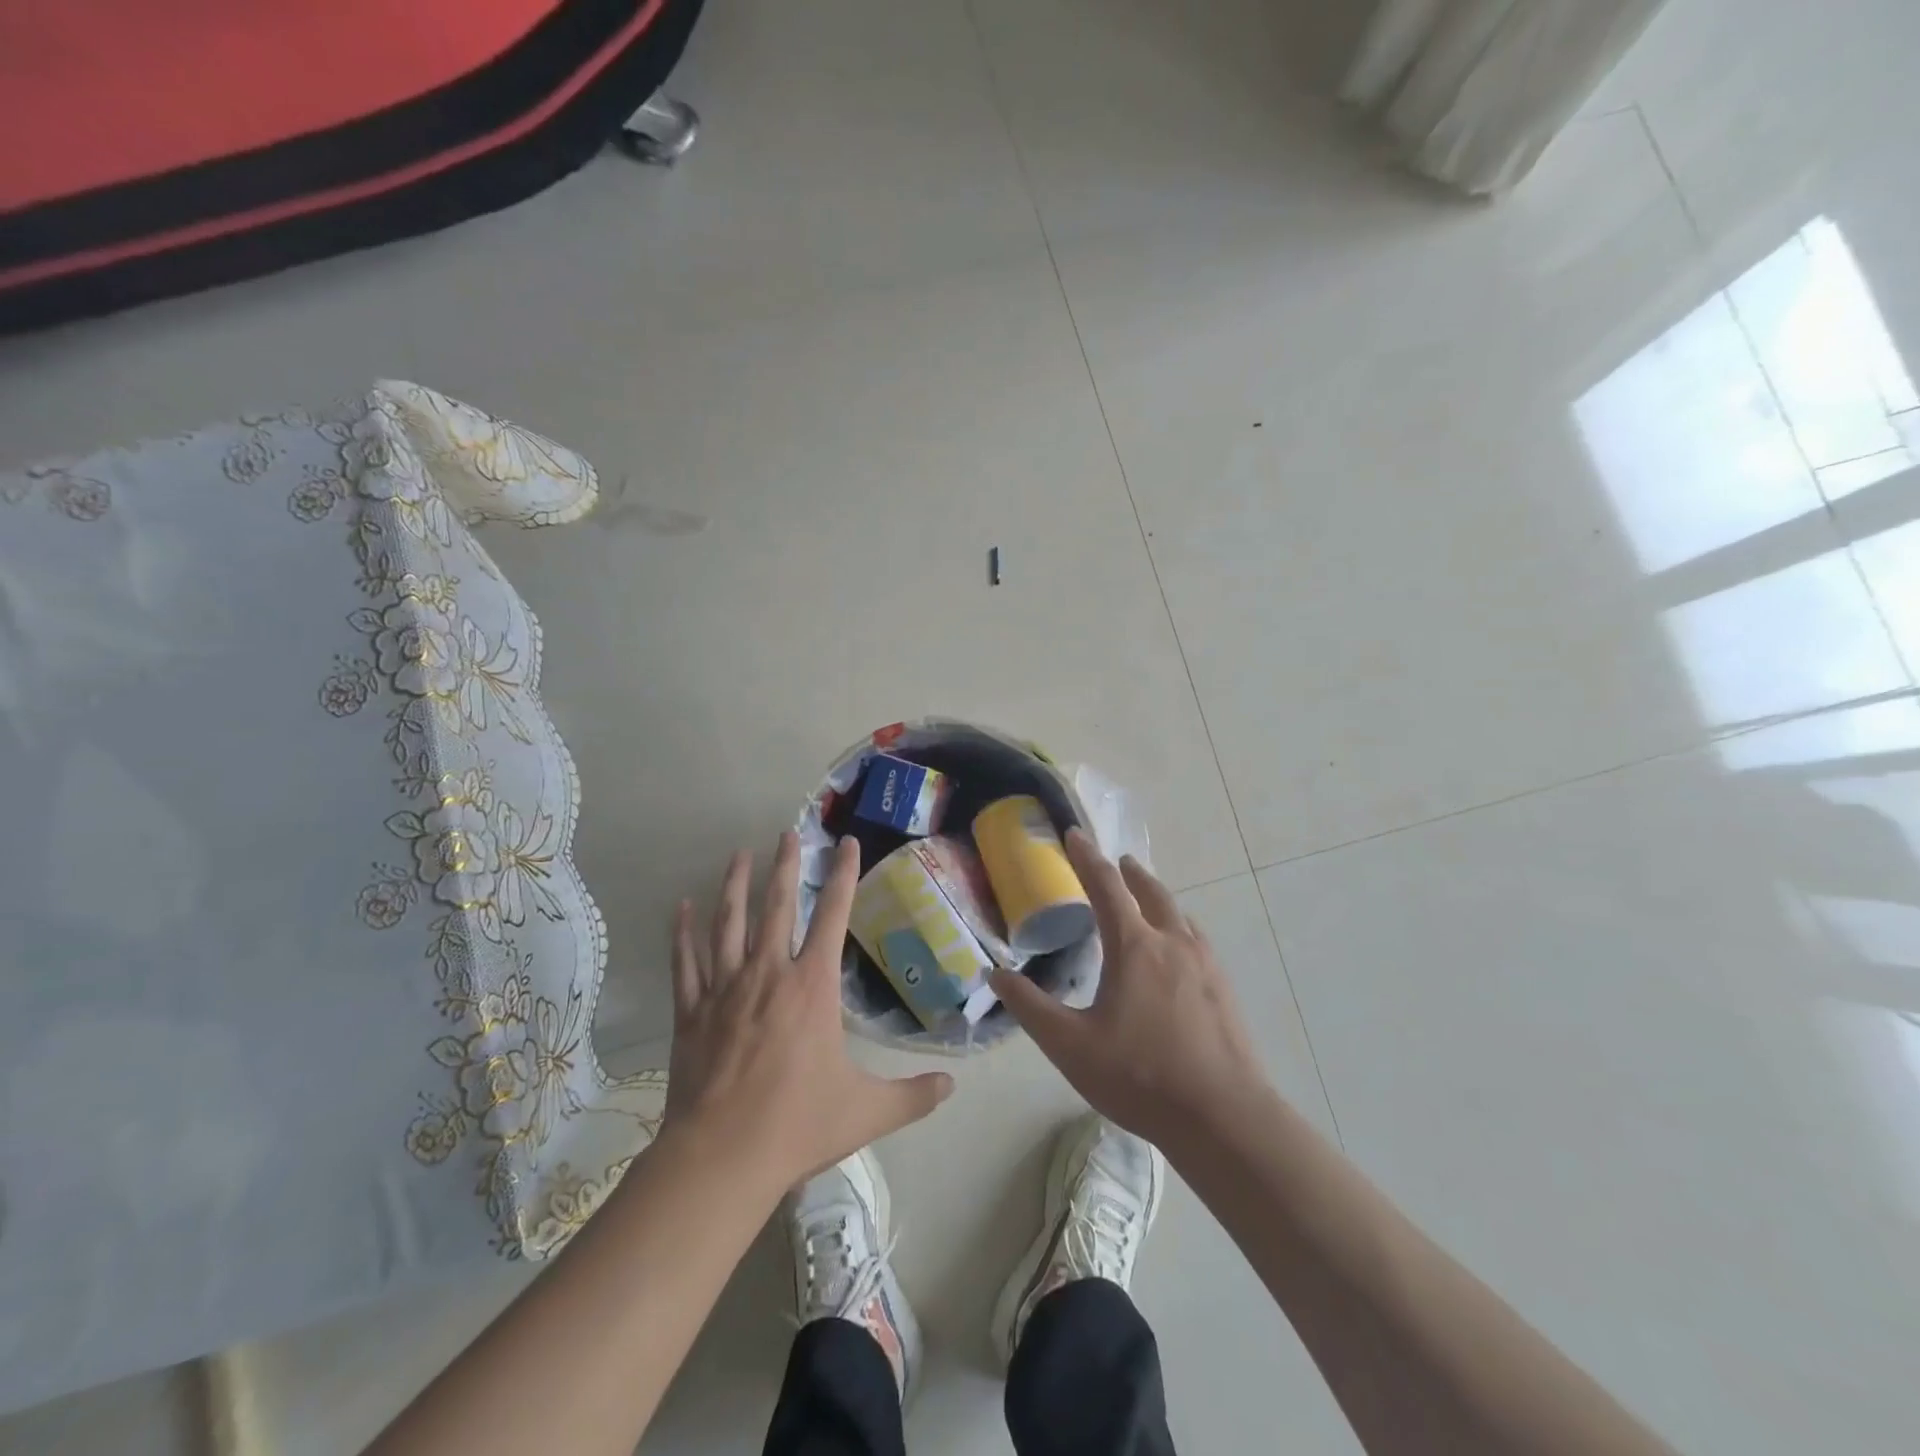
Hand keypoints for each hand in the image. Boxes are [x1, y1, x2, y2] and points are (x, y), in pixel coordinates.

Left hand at [662, 831, 953, 1195]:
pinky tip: (681, 907)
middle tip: (787, 833)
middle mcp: (768, 974)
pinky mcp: (691, 1011)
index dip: (843, 875)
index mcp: (812, 986)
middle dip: (784, 866)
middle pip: (777, 907)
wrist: (722, 1158)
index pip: (833, 915)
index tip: (846, 843)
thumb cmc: (798, 1125)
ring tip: (738, 854)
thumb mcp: (867, 1111)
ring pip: (728, 924)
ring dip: (734, 885)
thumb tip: (952, 1086)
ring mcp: (725, 989)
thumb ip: (913, 1096)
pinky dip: (683, 932)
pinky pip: (687, 962)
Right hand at [990, 829, 1271, 1153]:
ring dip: (1156, 896)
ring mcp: (1204, 963)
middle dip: (1128, 872)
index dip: (1086, 857)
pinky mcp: (1223, 987)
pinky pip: (1195, 938)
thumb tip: (996, 973)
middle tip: (1115, 863)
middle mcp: (1172, 942)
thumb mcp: (1070, 1046)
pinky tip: (1177, 948)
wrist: (1223, 1118)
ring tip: (1144, 898)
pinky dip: (1178, 925)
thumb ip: (1030, 1006)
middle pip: (1149, 891)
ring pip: (1177, 913)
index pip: (1105, 886)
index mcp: (1133, 946)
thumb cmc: (1140, 1077)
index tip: (1073, 834)